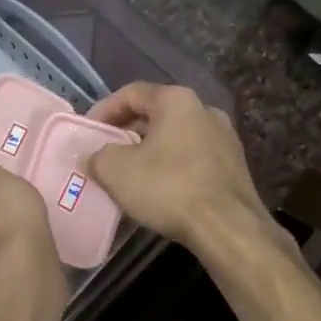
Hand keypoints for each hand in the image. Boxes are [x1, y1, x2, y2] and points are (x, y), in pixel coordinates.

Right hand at [86, 84, 266, 251]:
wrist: (227, 226)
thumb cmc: (168, 188)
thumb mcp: (116, 170)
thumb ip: (98, 155)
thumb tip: (96, 157)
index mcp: (176, 100)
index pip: (131, 93)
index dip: (103, 111)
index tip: (87, 133)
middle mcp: (205, 110)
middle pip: (155, 114)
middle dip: (126, 133)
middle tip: (104, 154)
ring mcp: (224, 138)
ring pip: (175, 137)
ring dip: (148, 151)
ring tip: (128, 174)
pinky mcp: (234, 165)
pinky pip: (192, 157)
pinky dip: (170, 166)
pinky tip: (158, 189)